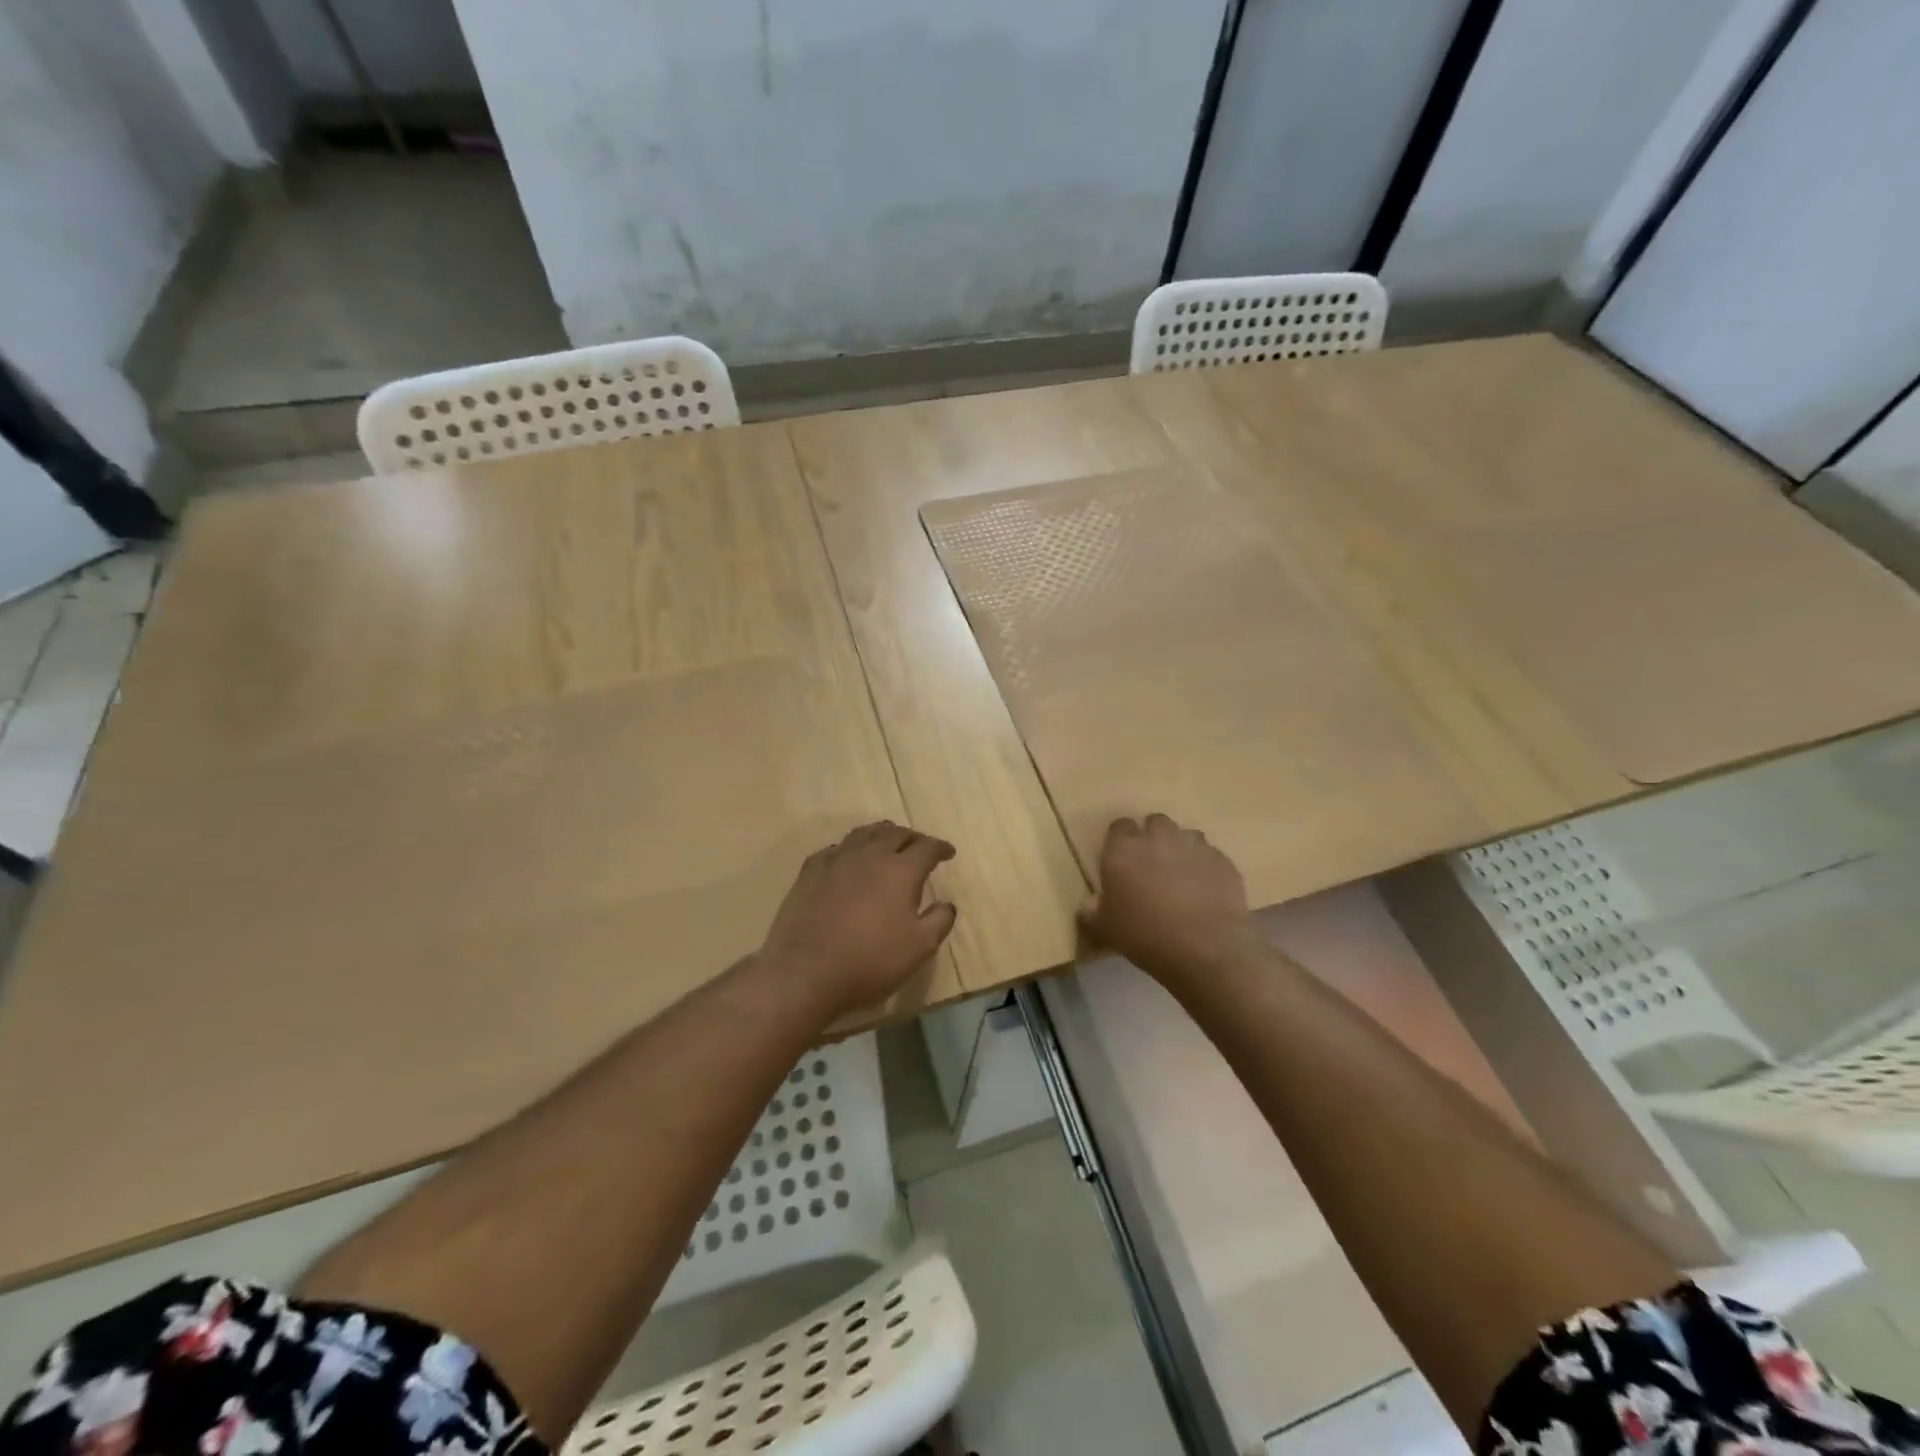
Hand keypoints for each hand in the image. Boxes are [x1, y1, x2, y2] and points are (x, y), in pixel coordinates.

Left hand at [761, 822, 957, 1014]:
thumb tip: (946, 904)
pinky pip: (836, 848)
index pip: (927, 847)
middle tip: (920, 846)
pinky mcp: (810, 871)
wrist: (804, 972)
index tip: (948, 853)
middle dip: (912, 837)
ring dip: (882, 835)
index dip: (940, 848)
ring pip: (864, 834)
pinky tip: (849, 859)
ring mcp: (837, 860)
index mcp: (900, 870)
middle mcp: (870, 855)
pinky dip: (851, 848)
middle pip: (895, 833)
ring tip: (887, 843)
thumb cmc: (869, 961)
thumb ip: (939, 921)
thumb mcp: (919, 948)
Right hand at [1079, 813, 1254, 981]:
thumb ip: (1092, 911)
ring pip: (1186, 835)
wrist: (1206, 948)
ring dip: (1181, 849)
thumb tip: (1089, 904)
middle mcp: (1158, 838)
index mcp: (1124, 849)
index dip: (1120, 840)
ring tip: (1182, 876)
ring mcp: (1194, 846)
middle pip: (1155, 822)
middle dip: (1153, 837)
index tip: (1122, 860)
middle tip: (1152, 866)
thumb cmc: (1145, 936)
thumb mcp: (1105, 929)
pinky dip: (1206, 867)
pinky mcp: (1223, 861)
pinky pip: (1211, 856)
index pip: (1119, 826)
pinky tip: (1206, 891)